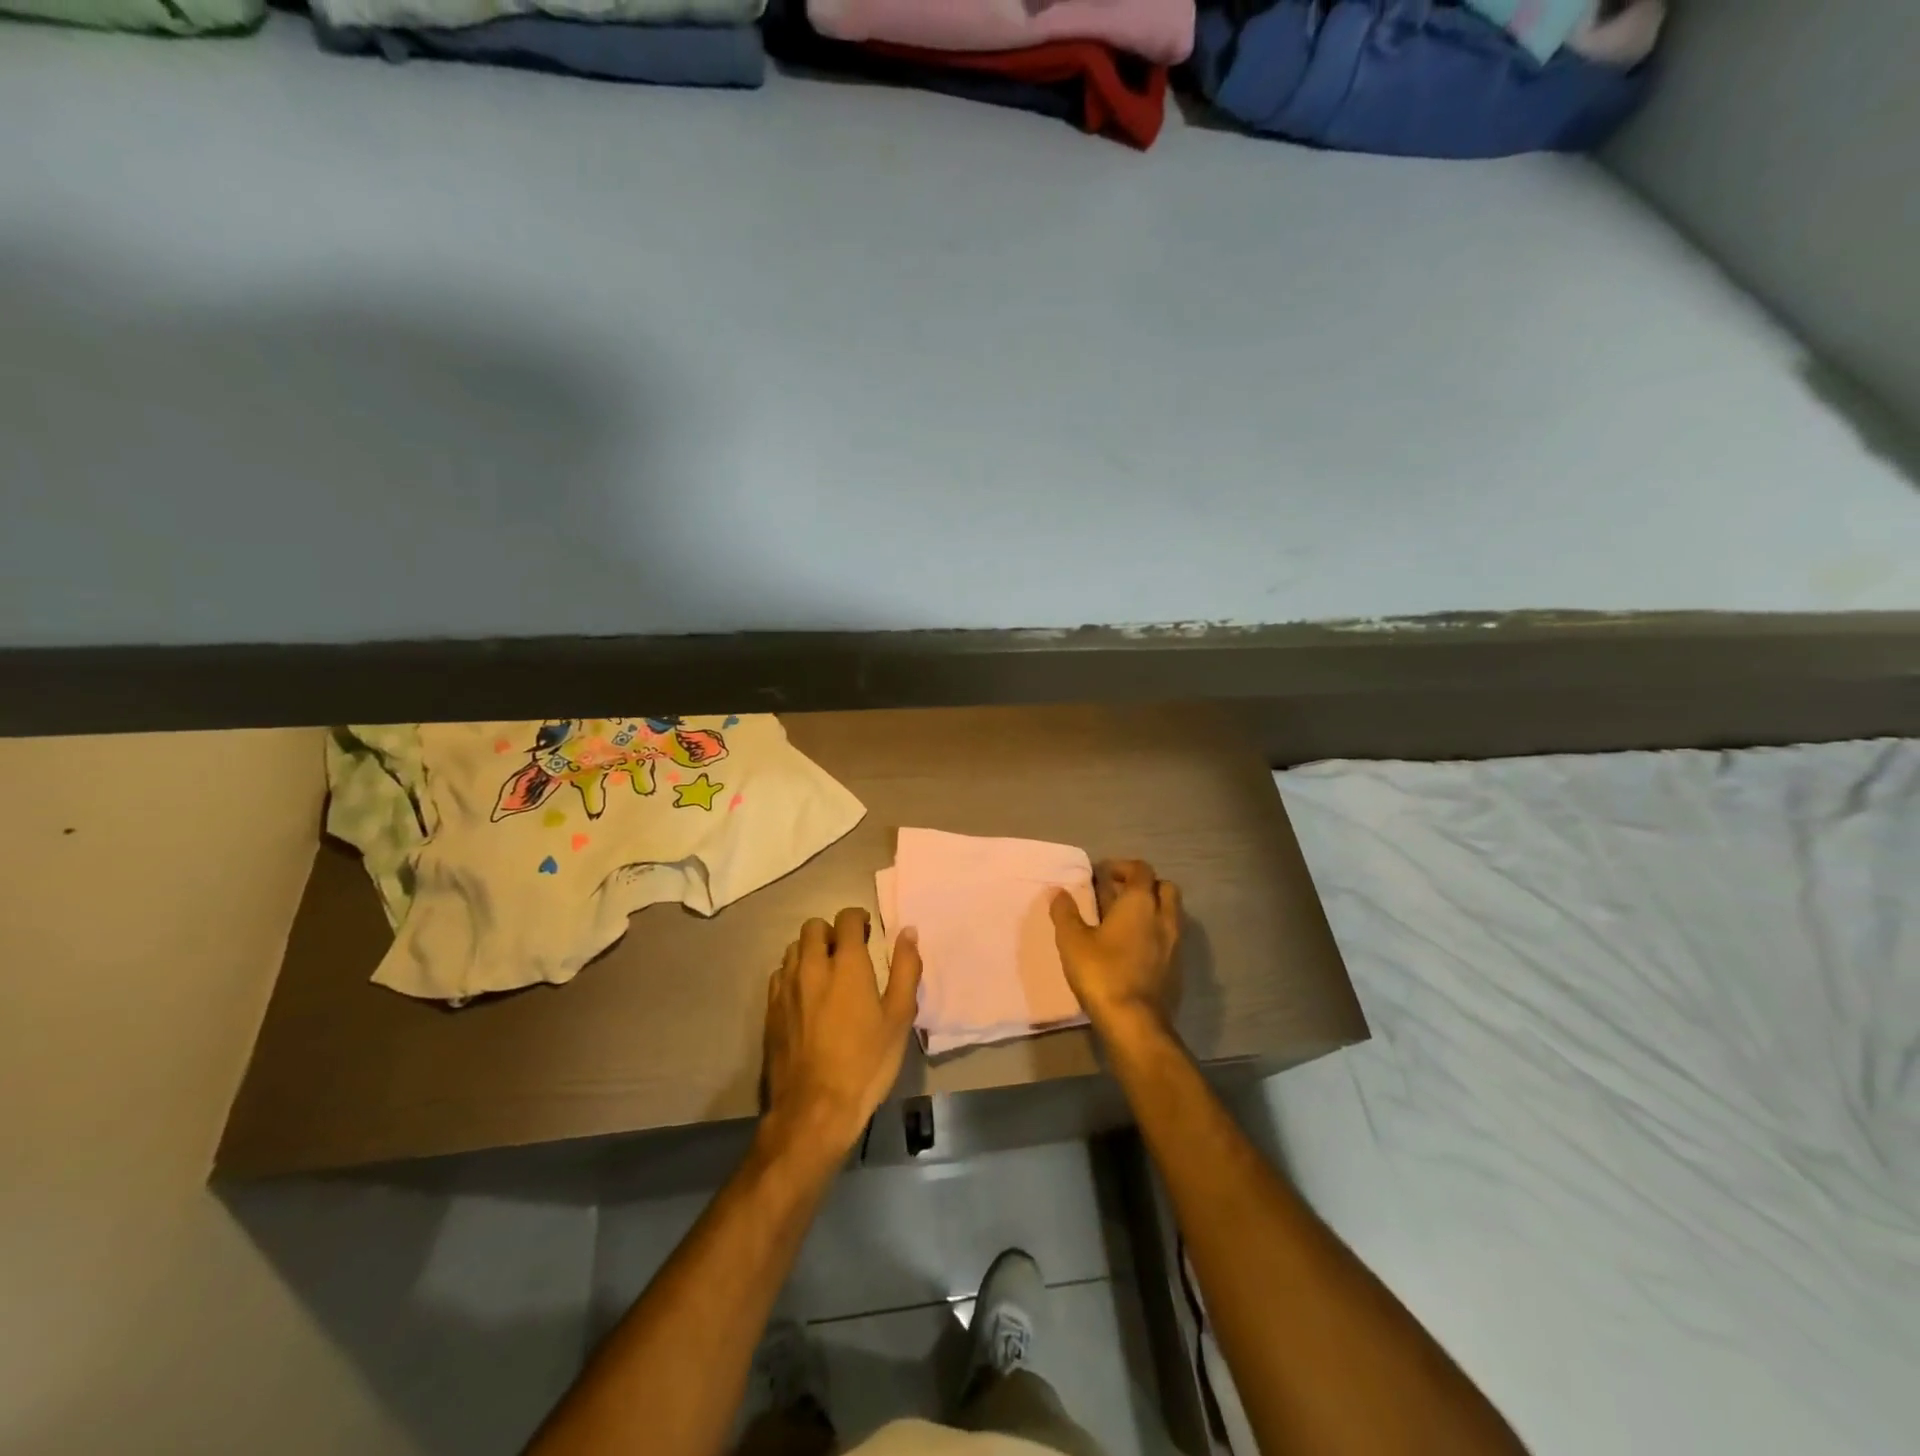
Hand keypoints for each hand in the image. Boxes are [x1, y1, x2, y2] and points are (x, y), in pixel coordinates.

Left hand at [761, 907, 922, 1161]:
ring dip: (810, 951)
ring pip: (793, 948)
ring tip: (826, 972)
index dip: (858, 918)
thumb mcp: (899, 1017)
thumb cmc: (866, 1062)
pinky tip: (806, 995)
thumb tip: (908, 931)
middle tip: (848, 951)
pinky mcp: (771, 1010)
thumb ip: (906, 968)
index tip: (868, 931)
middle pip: (813, 927)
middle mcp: (812, 967)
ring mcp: (786, 988)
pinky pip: (779, 974)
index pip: (846, 919)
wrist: (815, 1109)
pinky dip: (793, 973)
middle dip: (832, 931)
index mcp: (847, 965)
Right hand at [1050, 859, 1182, 1042]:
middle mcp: (1163, 917)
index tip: (1102, 874)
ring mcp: (1175, 944)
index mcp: (1140, 903)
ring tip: (1124, 921)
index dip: (1122, 867)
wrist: (1136, 1023)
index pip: (1141, 869)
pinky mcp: (1177, 968)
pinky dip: (1154, 933)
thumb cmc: (1102, 973)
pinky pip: (1169, 938)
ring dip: (1151, 909)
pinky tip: (1133, 948)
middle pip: (1163, 887)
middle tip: (1118, 894)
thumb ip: (1065, 913)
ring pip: (1169, 913)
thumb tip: (1058, 891)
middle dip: (1143, 885)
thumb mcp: (1072, 941)